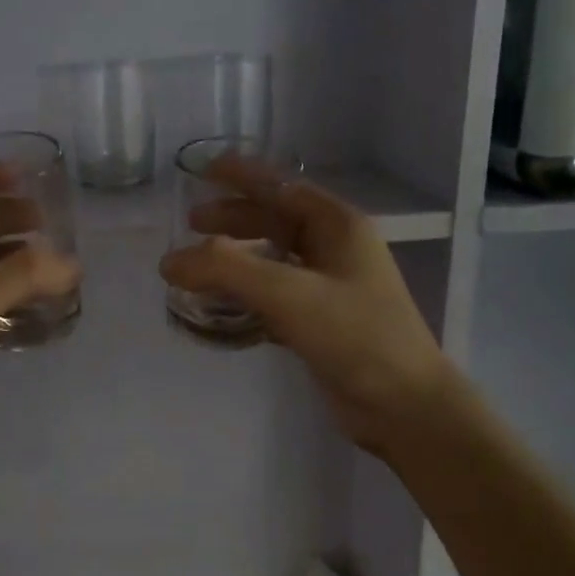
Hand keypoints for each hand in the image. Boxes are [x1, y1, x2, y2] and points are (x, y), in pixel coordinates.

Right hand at [159, 157, 461, 456]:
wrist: (404, 406)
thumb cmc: (355, 337)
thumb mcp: (290, 295)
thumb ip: (227, 270)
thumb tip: (170, 261)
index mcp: (338, 226)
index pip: (282, 186)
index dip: (242, 175)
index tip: (203, 170)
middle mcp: (335, 250)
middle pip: (275, 221)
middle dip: (233, 219)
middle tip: (191, 223)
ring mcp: (330, 288)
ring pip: (273, 260)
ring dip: (236, 259)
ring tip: (198, 266)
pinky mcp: (321, 323)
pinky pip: (274, 296)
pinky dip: (246, 295)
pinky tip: (222, 306)